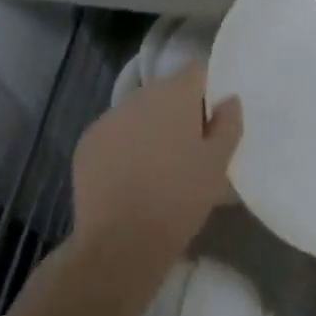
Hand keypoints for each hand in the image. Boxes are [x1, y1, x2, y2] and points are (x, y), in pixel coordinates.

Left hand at [71, 63, 241, 274]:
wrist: (120, 243)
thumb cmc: (179, 198)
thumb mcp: (218, 164)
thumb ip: (228, 124)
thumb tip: (229, 99)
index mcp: (174, 94)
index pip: (195, 72)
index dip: (205, 93)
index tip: (209, 123)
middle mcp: (139, 96)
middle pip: (164, 92)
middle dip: (176, 113)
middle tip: (186, 150)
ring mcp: (109, 117)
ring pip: (137, 113)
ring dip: (148, 129)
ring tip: (155, 167)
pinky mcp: (86, 142)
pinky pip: (113, 134)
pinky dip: (122, 147)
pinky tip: (128, 179)